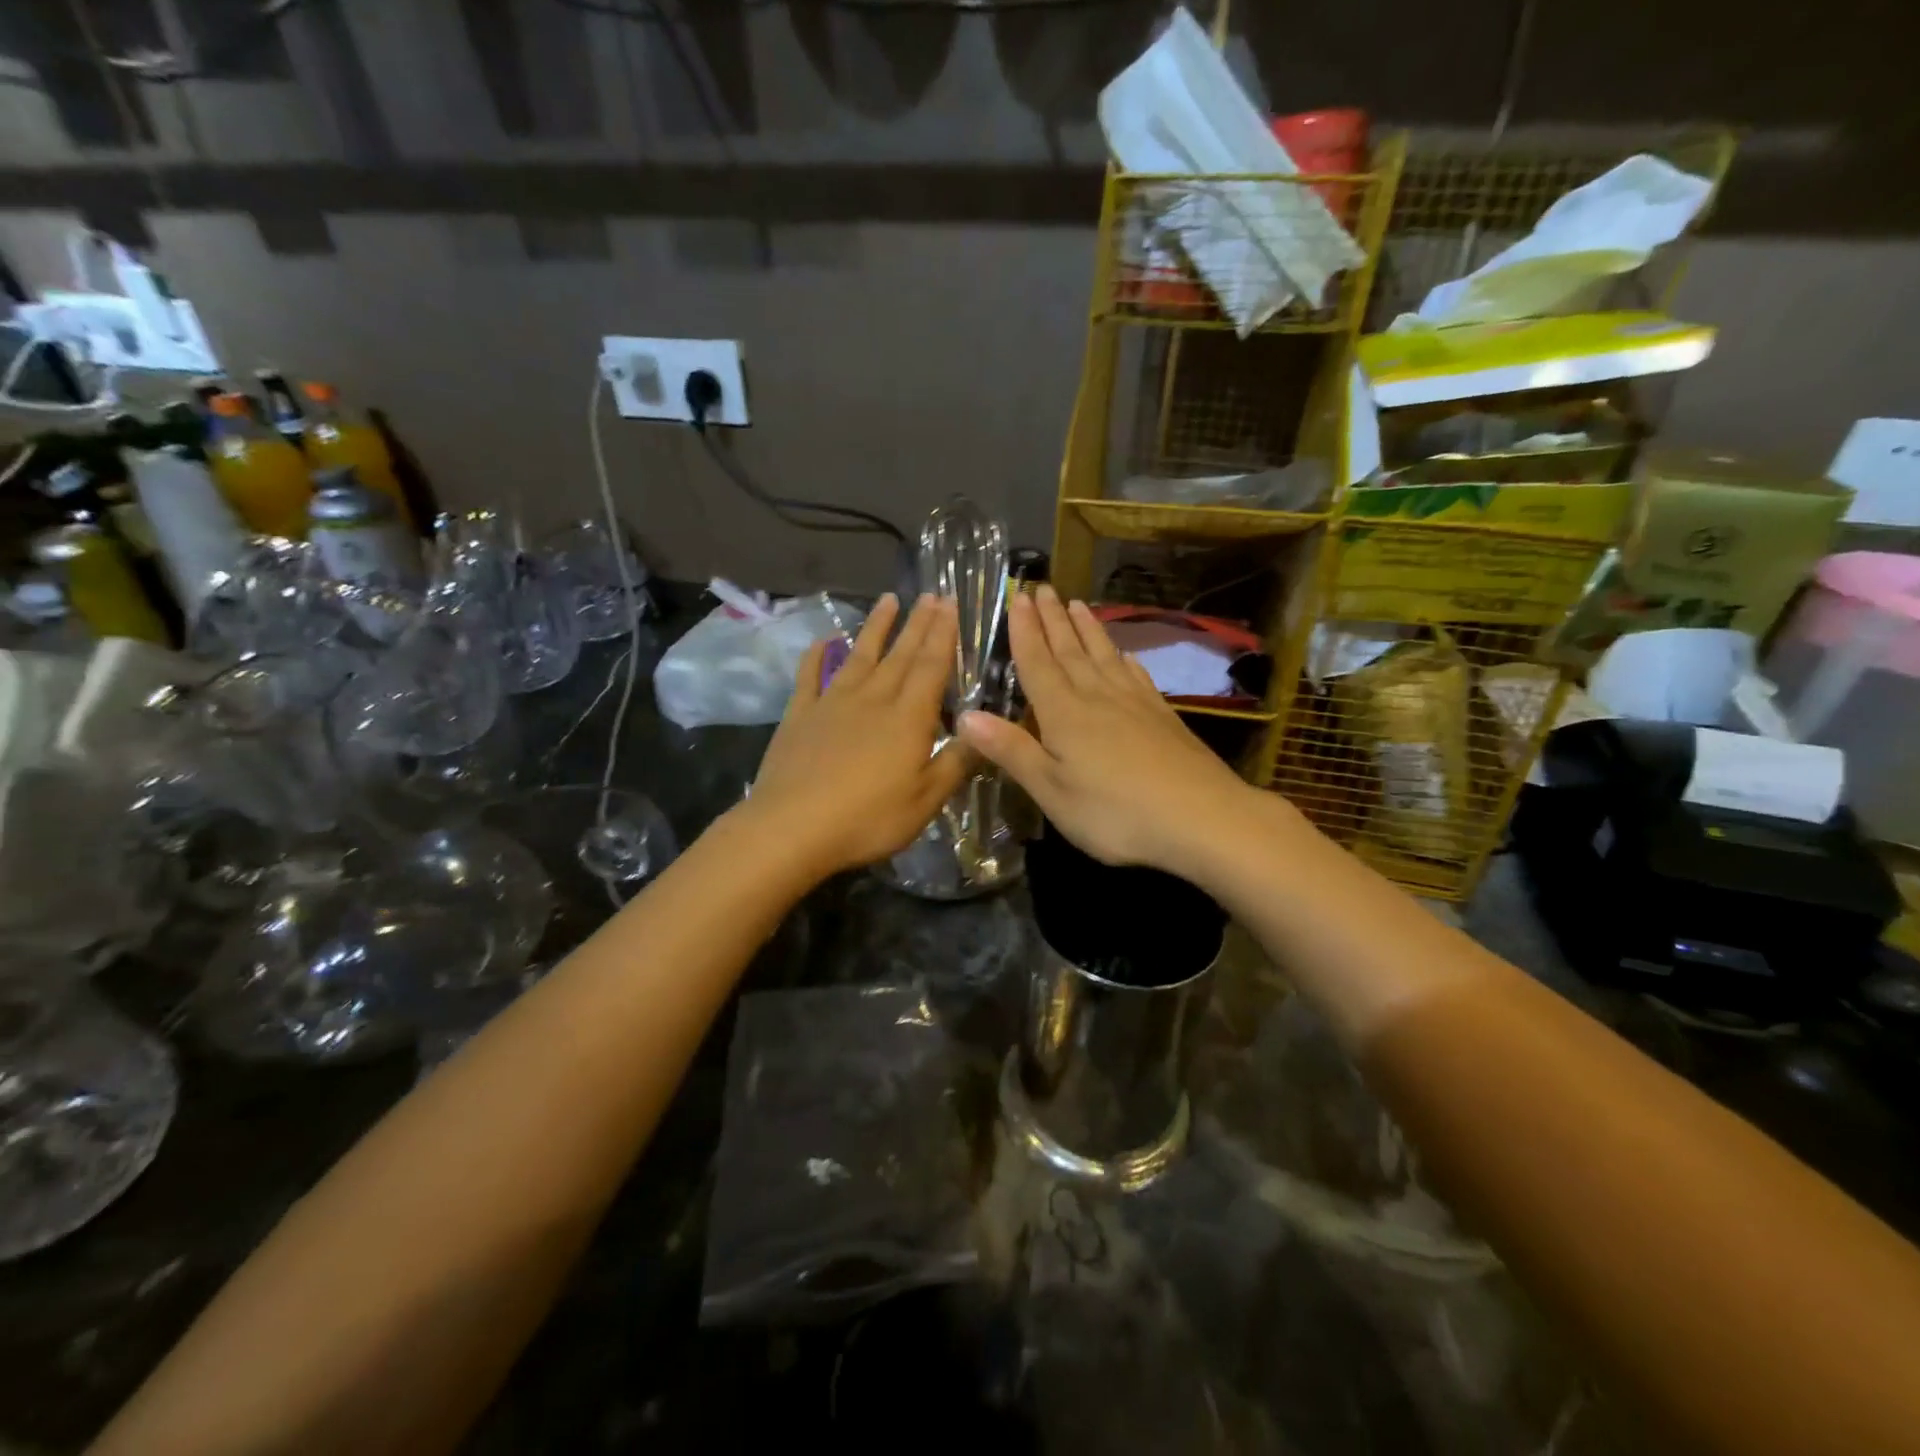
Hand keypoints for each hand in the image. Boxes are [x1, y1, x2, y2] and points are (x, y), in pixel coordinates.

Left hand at [742, 592, 968, 877]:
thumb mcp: (926, 800)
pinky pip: (810, 676)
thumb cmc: (868, 819)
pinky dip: (817, 655)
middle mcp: (872, 699)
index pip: (931, 666)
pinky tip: (824, 640)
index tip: (951, 604)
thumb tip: (982, 729)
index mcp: (907, 718)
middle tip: (931, 594)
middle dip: (918, 623)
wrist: (791, 828)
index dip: (943, 635)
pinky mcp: (800, 715)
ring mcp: (832, 703)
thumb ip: (956, 762)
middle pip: (900, 654)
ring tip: (889, 600)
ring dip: (876, 627)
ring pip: (860, 656)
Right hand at [957, 584, 1252, 871]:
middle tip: (1043, 587)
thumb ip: (1011, 750)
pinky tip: (1123, 654)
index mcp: (1064, 713)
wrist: (1202, 818)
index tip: (1018, 598)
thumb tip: (965, 715)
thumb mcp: (1051, 790)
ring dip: (1087, 629)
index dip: (1025, 631)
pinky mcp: (1163, 716)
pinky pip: (1136, 675)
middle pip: (1070, 650)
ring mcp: (1135, 703)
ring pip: (1104, 655)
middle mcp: (1097, 697)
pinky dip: (1124, 659)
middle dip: (1053, 619)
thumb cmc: (1115, 813)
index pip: (1038, 663)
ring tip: (1077, 604)